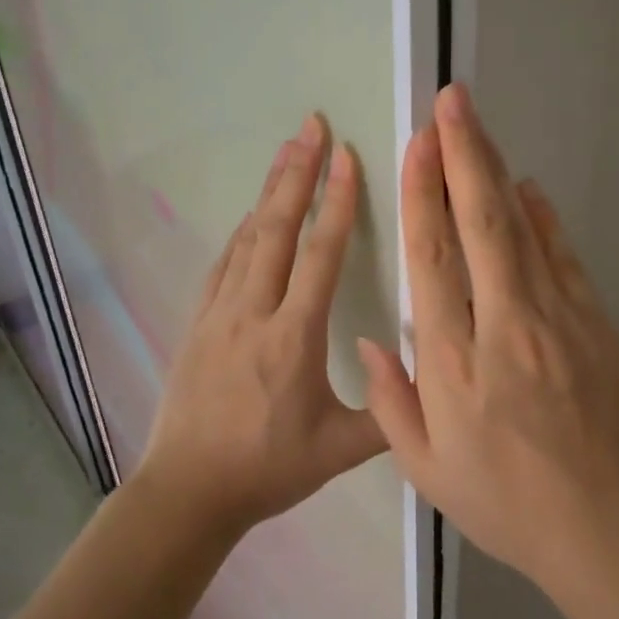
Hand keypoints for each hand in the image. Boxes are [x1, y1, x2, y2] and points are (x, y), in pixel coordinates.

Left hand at [138, 114, 386, 537]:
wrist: (186, 492)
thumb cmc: (267, 469)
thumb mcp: (340, 451)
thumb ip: (391, 414)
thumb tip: (432, 375)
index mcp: (293, 336)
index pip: (321, 255)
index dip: (338, 202)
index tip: (346, 157)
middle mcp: (254, 312)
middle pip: (278, 228)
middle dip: (297, 173)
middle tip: (310, 126)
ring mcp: (219, 314)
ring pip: (248, 238)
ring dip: (270, 192)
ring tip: (285, 151)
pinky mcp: (198, 322)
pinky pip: (225, 264)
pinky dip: (243, 232)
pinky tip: (252, 216)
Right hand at [359, 84, 618, 590]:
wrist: (608, 531)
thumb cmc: (507, 505)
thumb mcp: (428, 471)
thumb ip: (392, 401)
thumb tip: (371, 338)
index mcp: (454, 362)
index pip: (432, 259)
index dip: (421, 195)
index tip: (415, 147)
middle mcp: (504, 325)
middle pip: (479, 224)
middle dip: (462, 155)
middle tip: (451, 102)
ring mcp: (557, 319)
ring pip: (520, 228)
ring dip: (496, 171)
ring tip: (477, 125)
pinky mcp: (595, 323)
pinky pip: (563, 256)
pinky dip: (543, 216)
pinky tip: (527, 187)